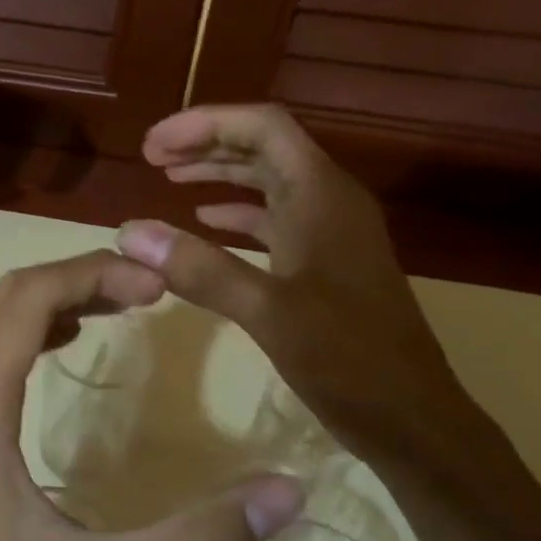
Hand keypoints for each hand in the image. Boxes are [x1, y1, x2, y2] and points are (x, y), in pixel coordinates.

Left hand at [0, 250, 302, 540]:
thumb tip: (287, 495)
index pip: (31, 295)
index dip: (96, 274)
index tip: (158, 284)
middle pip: (10, 297)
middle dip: (80, 279)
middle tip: (149, 290)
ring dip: (52, 303)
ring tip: (117, 307)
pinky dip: (25, 334)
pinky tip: (60, 350)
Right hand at [116, 104, 472, 472]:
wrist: (410, 418)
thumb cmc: (348, 359)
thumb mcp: (268, 312)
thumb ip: (200, 269)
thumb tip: (131, 232)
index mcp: (322, 196)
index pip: (263, 127)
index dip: (205, 123)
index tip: (153, 144)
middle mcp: (328, 203)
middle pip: (264, 147)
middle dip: (206, 143)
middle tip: (150, 157)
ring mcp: (329, 234)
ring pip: (269, 182)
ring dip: (219, 173)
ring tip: (168, 177)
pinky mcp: (324, 265)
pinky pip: (274, 220)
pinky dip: (236, 215)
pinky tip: (205, 223)